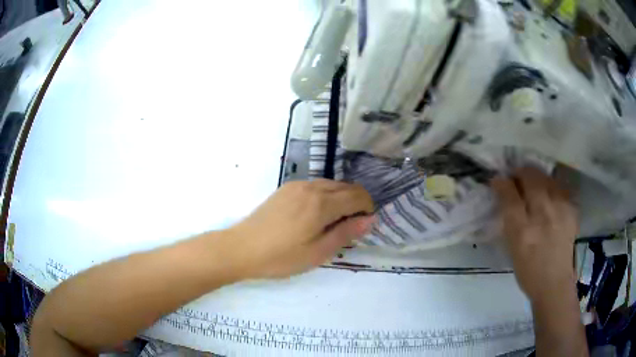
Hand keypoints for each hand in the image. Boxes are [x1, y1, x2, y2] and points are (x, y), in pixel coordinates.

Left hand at [227, 180, 374, 279]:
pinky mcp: (286, 189)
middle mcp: (312, 187)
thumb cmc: (281, 257)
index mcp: (322, 203)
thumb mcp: (318, 252)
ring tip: (333, 223)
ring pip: (330, 185)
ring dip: (340, 199)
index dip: (367, 208)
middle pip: (346, 187)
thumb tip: (370, 219)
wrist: (241, 248)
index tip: (364, 225)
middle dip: (356, 203)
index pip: (358, 195)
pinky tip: (315, 215)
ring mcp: (296, 185)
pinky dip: (325, 196)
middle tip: (350, 228)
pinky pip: (315, 186)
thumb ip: (346, 233)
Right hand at [491, 167, 577, 301]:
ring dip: (535, 177)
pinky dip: (550, 186)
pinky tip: (548, 195)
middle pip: (530, 178)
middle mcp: (542, 216)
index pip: (509, 195)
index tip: (498, 180)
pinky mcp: (571, 210)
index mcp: (523, 232)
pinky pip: (558, 187)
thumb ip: (510, 220)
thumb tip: (505, 196)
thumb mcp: (512, 249)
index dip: (501, 183)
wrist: (555, 282)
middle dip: (520, 172)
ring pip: (545, 178)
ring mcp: (560, 210)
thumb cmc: (528, 271)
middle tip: (516, 178)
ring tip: (532, 184)